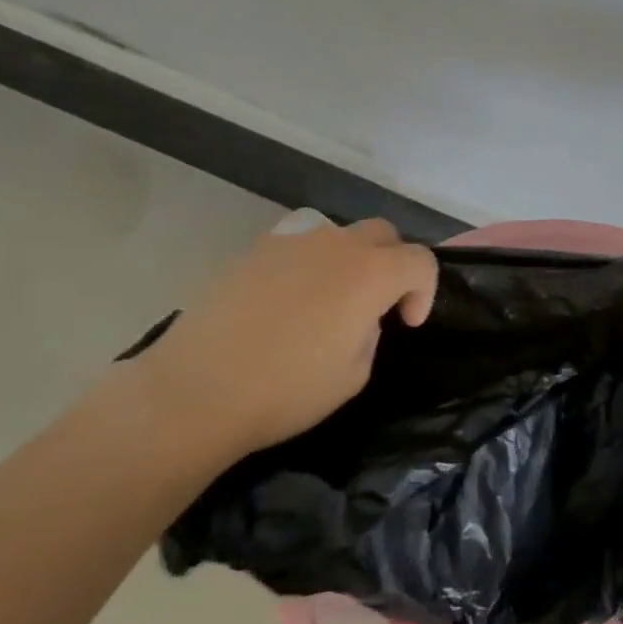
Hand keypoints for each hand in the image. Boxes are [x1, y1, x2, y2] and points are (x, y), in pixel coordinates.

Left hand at [116, 218, 438, 471]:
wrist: (198, 388)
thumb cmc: (287, 390)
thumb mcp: (354, 374)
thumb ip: (370, 331)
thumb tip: (359, 314)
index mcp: (370, 274)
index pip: (420, 260)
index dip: (424, 291)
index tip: (406, 323)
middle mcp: (336, 244)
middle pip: (383, 233)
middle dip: (392, 263)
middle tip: (377, 304)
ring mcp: (291, 241)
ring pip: (338, 233)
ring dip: (349, 260)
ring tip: (329, 301)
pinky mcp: (254, 250)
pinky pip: (298, 244)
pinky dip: (308, 264)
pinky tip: (288, 300)